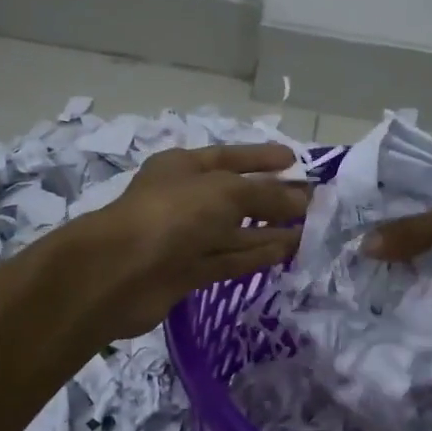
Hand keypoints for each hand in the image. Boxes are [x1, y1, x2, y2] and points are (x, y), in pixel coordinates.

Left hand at [67, 143, 309, 338]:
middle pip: (235, 196)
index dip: (261, 157)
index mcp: (183, 167)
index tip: (294, 160)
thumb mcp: (225, 192)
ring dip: (270, 230)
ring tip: (309, 229)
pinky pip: (228, 258)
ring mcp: (184, 238)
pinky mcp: (187, 272)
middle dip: (272, 198)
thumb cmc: (172, 215)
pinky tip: (286, 251)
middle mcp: (184, 199)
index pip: (229, 157)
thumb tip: (303, 199)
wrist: (119, 273)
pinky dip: (256, 255)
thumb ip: (266, 195)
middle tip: (312, 202)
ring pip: (234, 231)